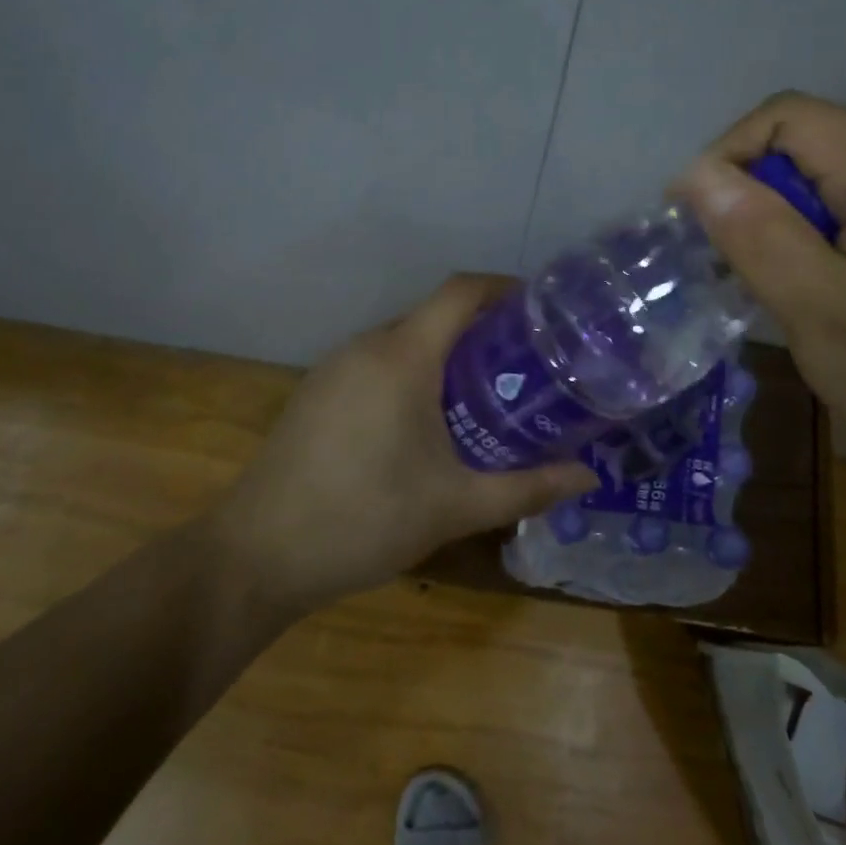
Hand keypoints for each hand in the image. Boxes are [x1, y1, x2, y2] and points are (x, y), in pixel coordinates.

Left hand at [212, 275, 593, 613]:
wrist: (256, 556)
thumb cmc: (365, 519)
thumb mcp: (456, 506)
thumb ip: (527, 487)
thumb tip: (589, 477)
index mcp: (402, 356)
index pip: (461, 292)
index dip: (504, 289)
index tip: (542, 312)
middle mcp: (366, 346)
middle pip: (435, 316)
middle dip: (483, 332)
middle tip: (527, 368)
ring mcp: (334, 367)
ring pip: (403, 341)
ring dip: (445, 356)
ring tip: (486, 394)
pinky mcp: (315, 392)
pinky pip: (376, 364)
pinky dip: (411, 374)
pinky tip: (427, 421)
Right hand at [674, 92, 845, 502]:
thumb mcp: (824, 318)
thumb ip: (760, 238)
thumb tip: (698, 174)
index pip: (789, 117)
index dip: (729, 157)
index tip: (701, 225)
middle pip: (813, 139)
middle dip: (760, 193)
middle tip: (744, 267)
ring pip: (834, 168)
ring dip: (791, 213)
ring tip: (785, 280)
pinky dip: (826, 225)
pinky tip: (830, 280)